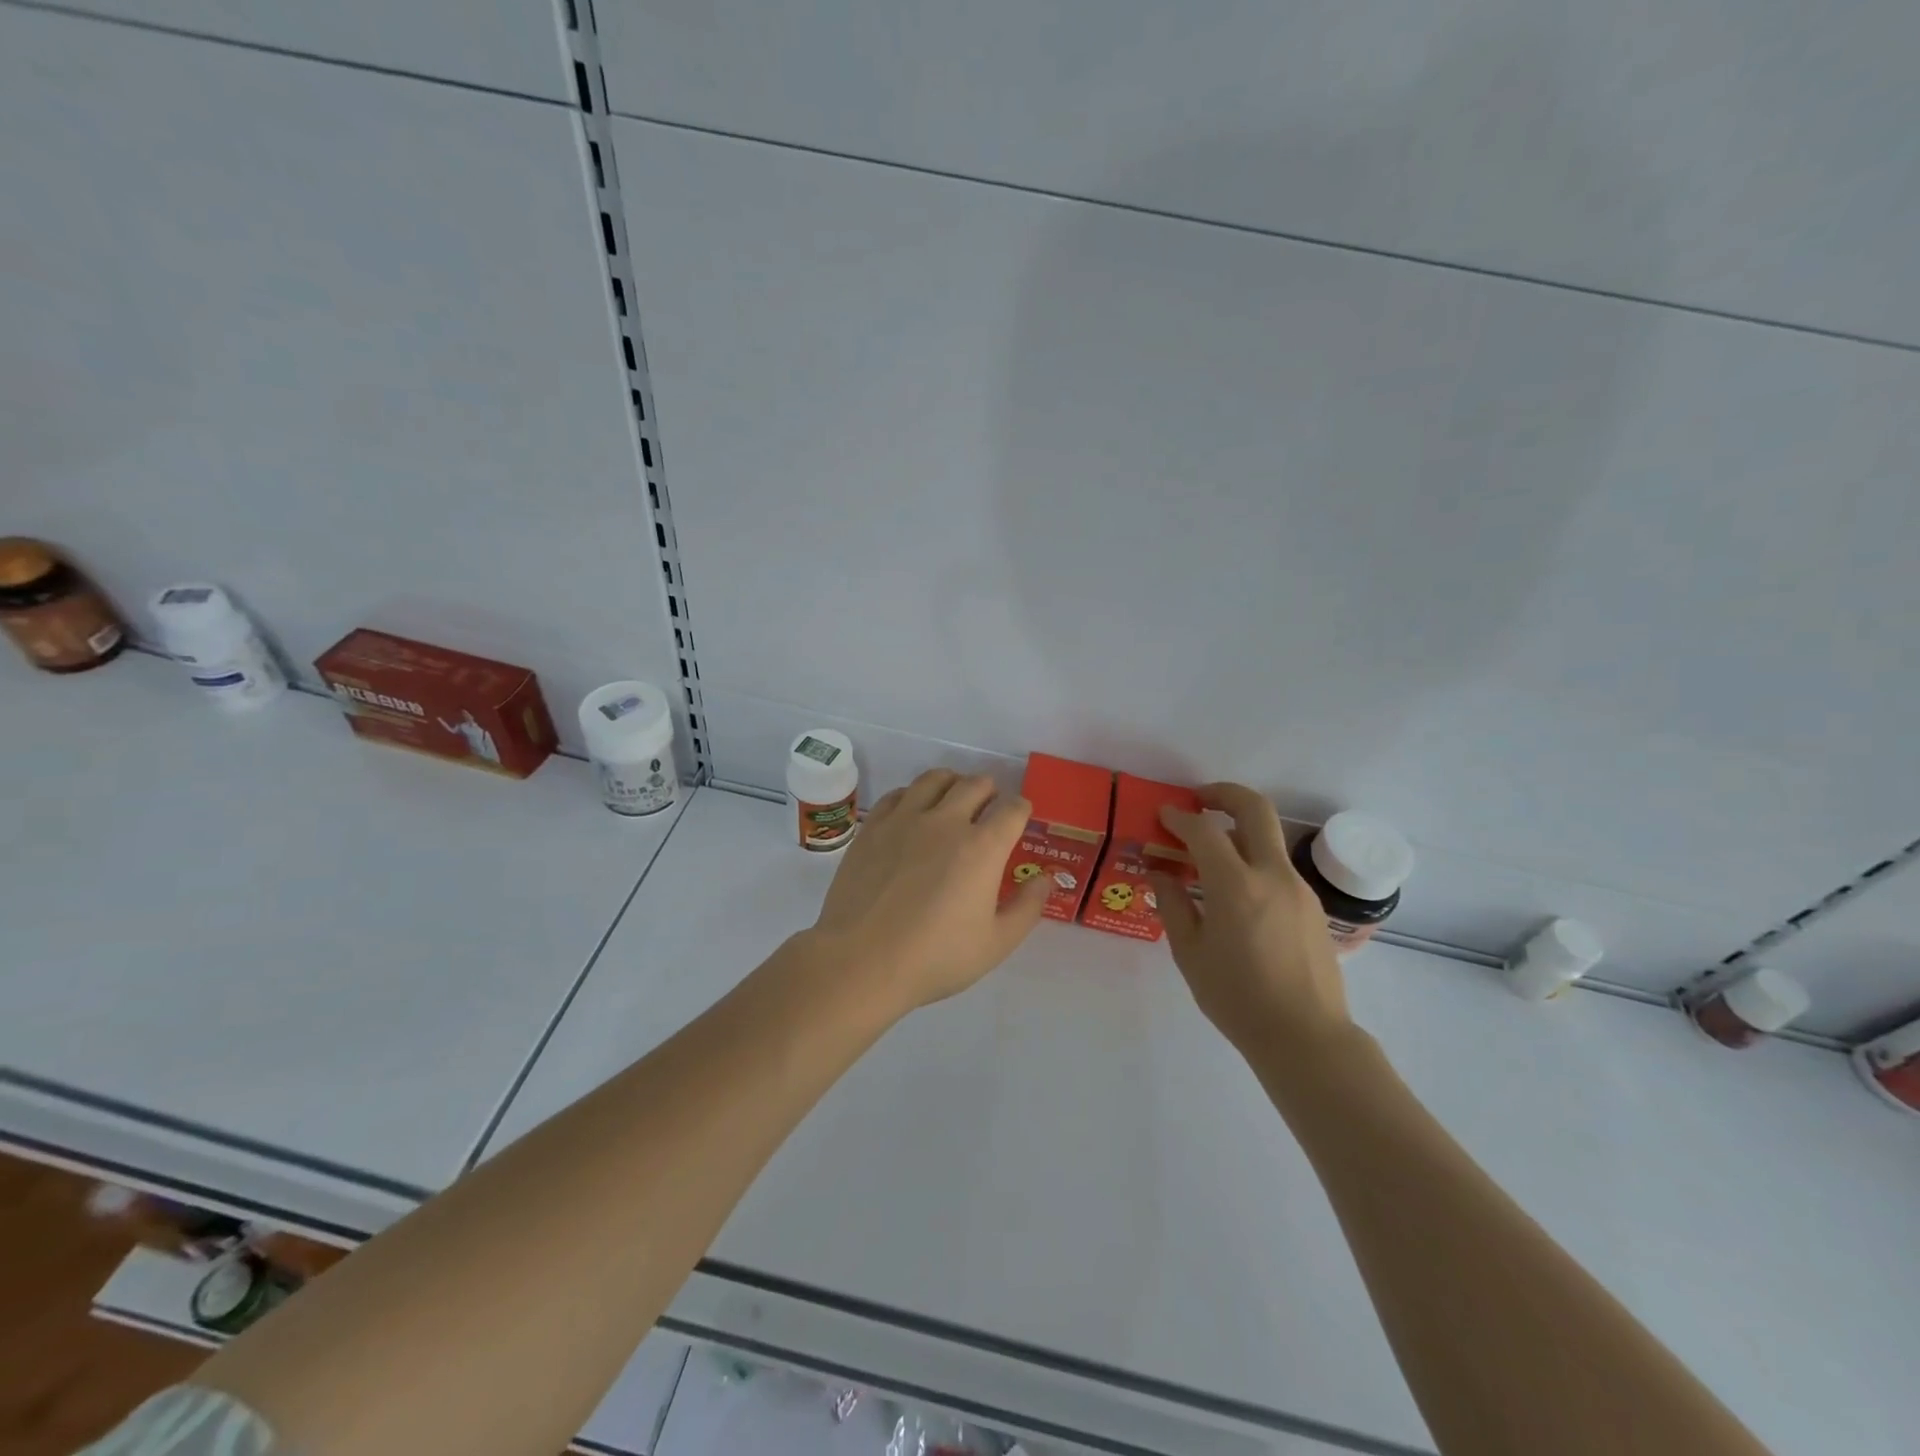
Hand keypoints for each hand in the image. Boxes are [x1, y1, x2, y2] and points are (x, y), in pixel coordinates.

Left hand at [805, 769, 1050, 1015]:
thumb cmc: (935, 957)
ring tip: (954, 798)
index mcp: (983, 847)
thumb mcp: (996, 943)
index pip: (1013, 809)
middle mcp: (946, 821)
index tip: (1020, 818)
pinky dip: (914, 795)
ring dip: (953, 783)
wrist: (861, 960)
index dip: (1022, 809)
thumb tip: (1046, 879)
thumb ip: (1027, 907)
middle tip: (990, 807)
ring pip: (935, 779)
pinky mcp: (873, 827)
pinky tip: (913, 811)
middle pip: (976, 784)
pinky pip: (899, 793)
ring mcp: (905, 819)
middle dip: (990, 791)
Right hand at [1150, 782, 1352, 1056]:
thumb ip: (1173, 905)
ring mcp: (1298, 888)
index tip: (1163, 816)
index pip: (1203, 830)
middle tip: (1198, 800)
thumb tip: (1161, 872)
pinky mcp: (1312, 906)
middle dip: (1224, 793)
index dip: (1179, 818)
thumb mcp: (1190, 953)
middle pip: (1255, 808)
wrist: (1306, 1038)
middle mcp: (1272, 876)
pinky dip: (1253, 862)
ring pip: (1269, 838)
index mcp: (1236, 887)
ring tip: (1210, 855)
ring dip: (1239, 830)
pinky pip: (1277, 868)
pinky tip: (1236, 894)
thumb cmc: (1237, 999)